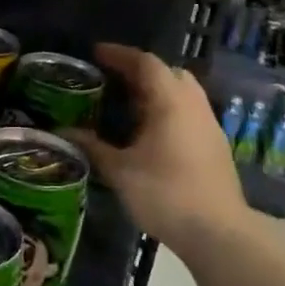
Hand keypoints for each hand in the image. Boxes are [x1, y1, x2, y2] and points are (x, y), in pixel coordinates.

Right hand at [67, 43, 252, 256]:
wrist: (219, 232)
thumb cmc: (166, 194)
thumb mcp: (120, 171)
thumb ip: (93, 147)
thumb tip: (65, 132)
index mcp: (170, 101)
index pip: (145, 63)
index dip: (120, 54)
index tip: (96, 53)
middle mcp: (193, 104)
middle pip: (169, 72)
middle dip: (141, 70)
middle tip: (113, 79)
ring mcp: (209, 124)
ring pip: (183, 92)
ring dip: (157, 91)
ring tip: (129, 105)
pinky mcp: (215, 145)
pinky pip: (189, 112)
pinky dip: (168, 109)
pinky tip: (151, 131)